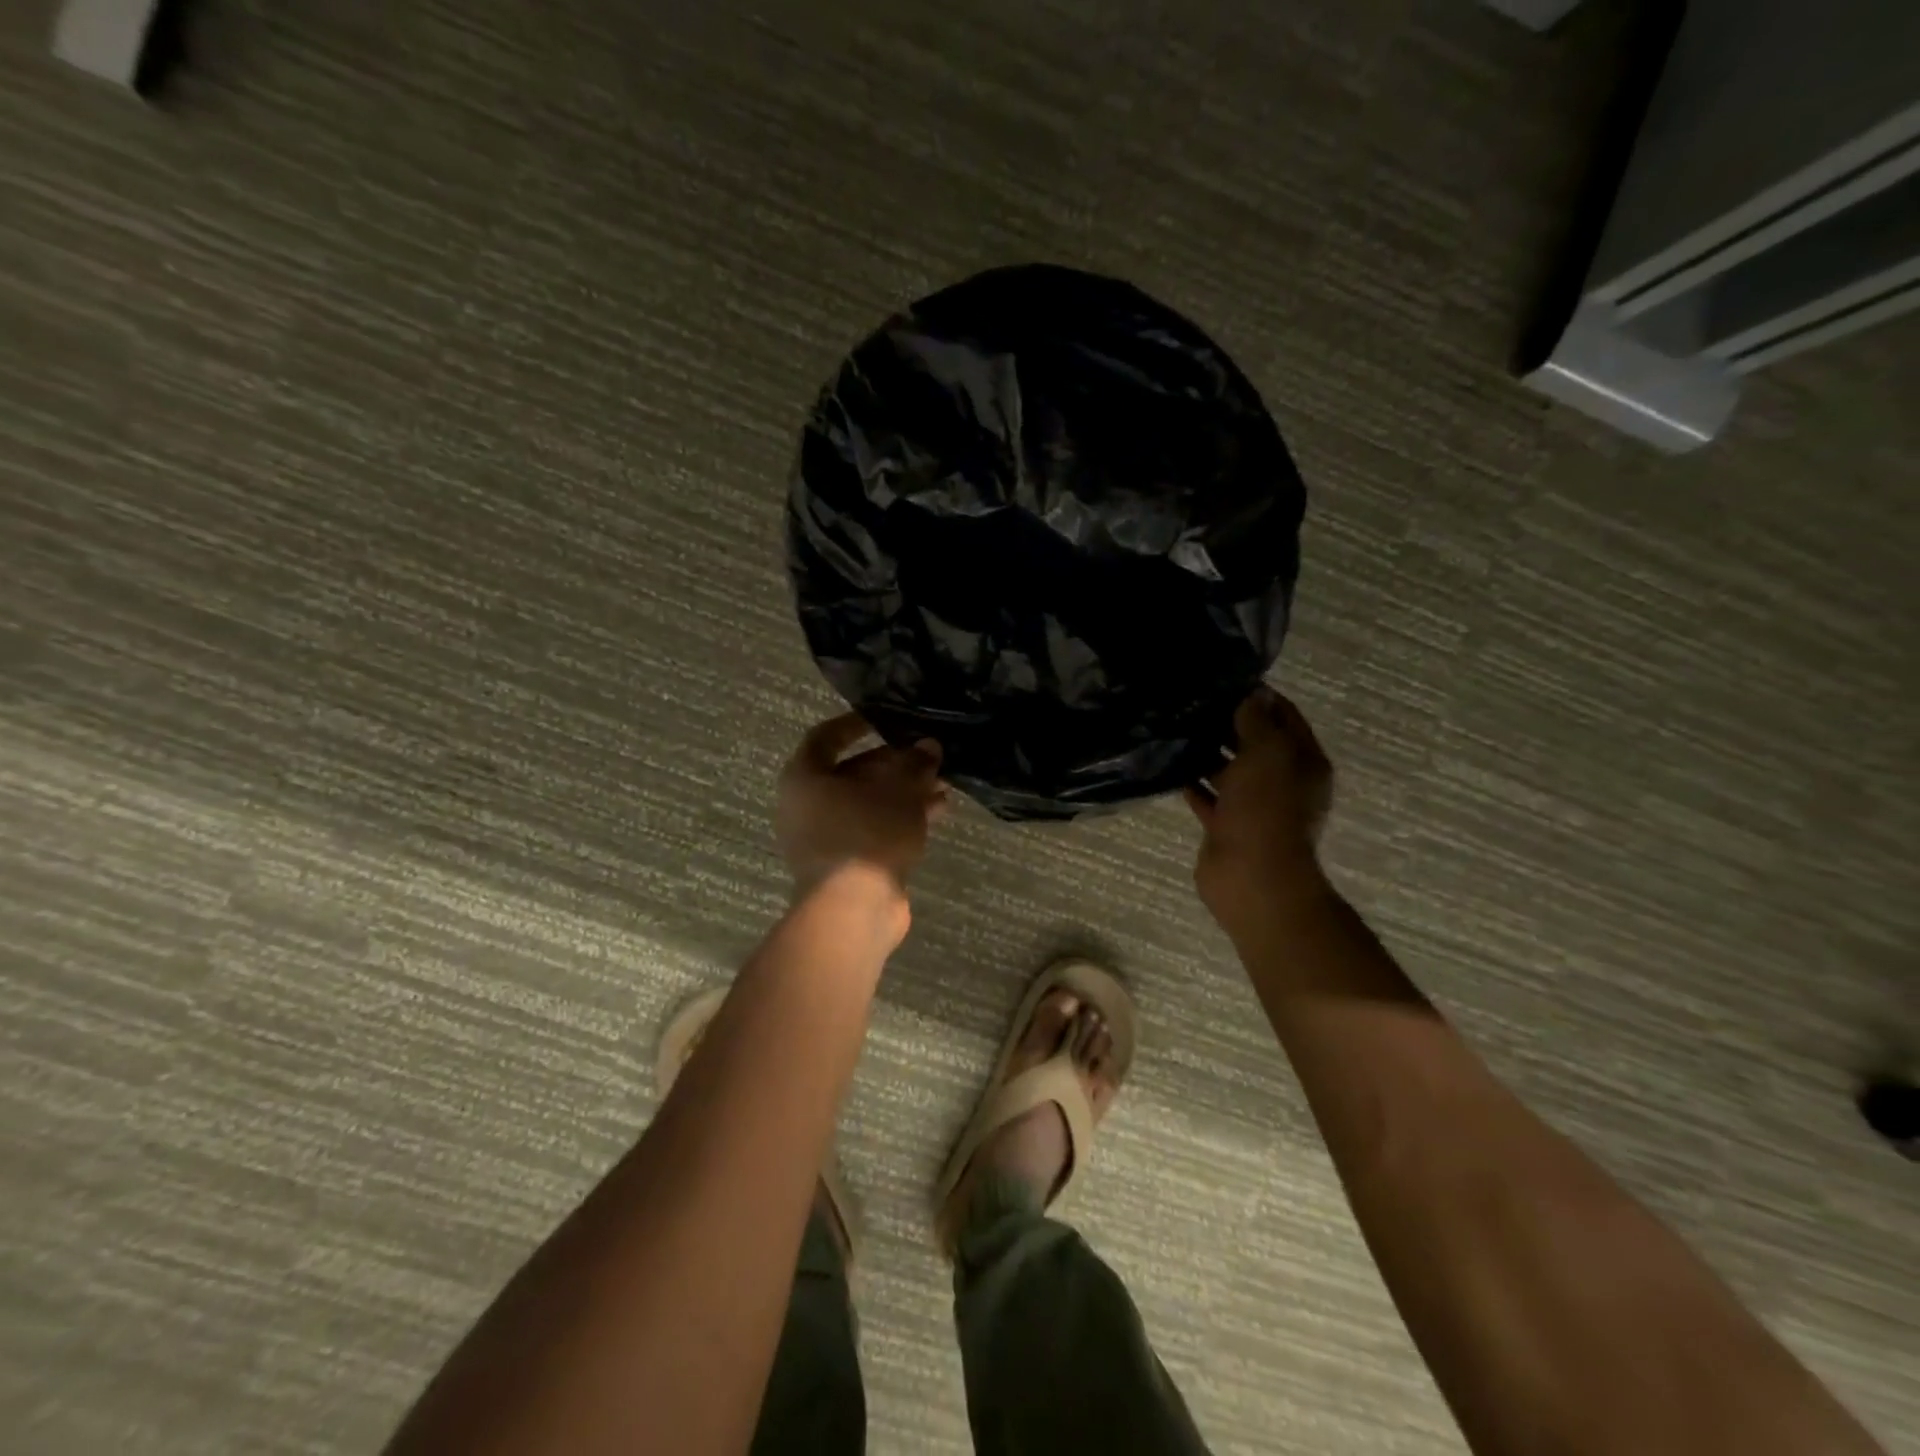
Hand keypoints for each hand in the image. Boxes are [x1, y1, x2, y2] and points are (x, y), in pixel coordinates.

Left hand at [776, 713, 949, 902]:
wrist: (853, 910)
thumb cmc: (867, 834)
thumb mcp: (899, 790)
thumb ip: (915, 763)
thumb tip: (928, 746)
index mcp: (805, 778)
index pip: (826, 737)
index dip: (855, 724)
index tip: (886, 719)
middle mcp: (807, 806)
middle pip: (852, 772)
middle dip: (894, 764)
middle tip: (927, 758)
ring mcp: (824, 838)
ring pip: (867, 804)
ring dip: (903, 793)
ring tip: (942, 786)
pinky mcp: (845, 864)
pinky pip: (873, 829)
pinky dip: (900, 819)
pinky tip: (937, 813)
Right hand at [1185, 685, 1333, 938]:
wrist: (1252, 877)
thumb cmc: (1266, 809)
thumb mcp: (1266, 753)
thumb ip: (1256, 721)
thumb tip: (1254, 693)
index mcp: (1303, 761)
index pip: (1284, 716)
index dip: (1259, 697)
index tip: (1224, 682)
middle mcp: (1282, 782)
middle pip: (1255, 743)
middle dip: (1228, 723)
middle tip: (1192, 702)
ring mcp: (1254, 806)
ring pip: (1230, 771)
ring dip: (1207, 753)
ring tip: (1176, 728)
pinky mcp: (1227, 826)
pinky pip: (1209, 798)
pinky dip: (1193, 784)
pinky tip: (1170, 767)